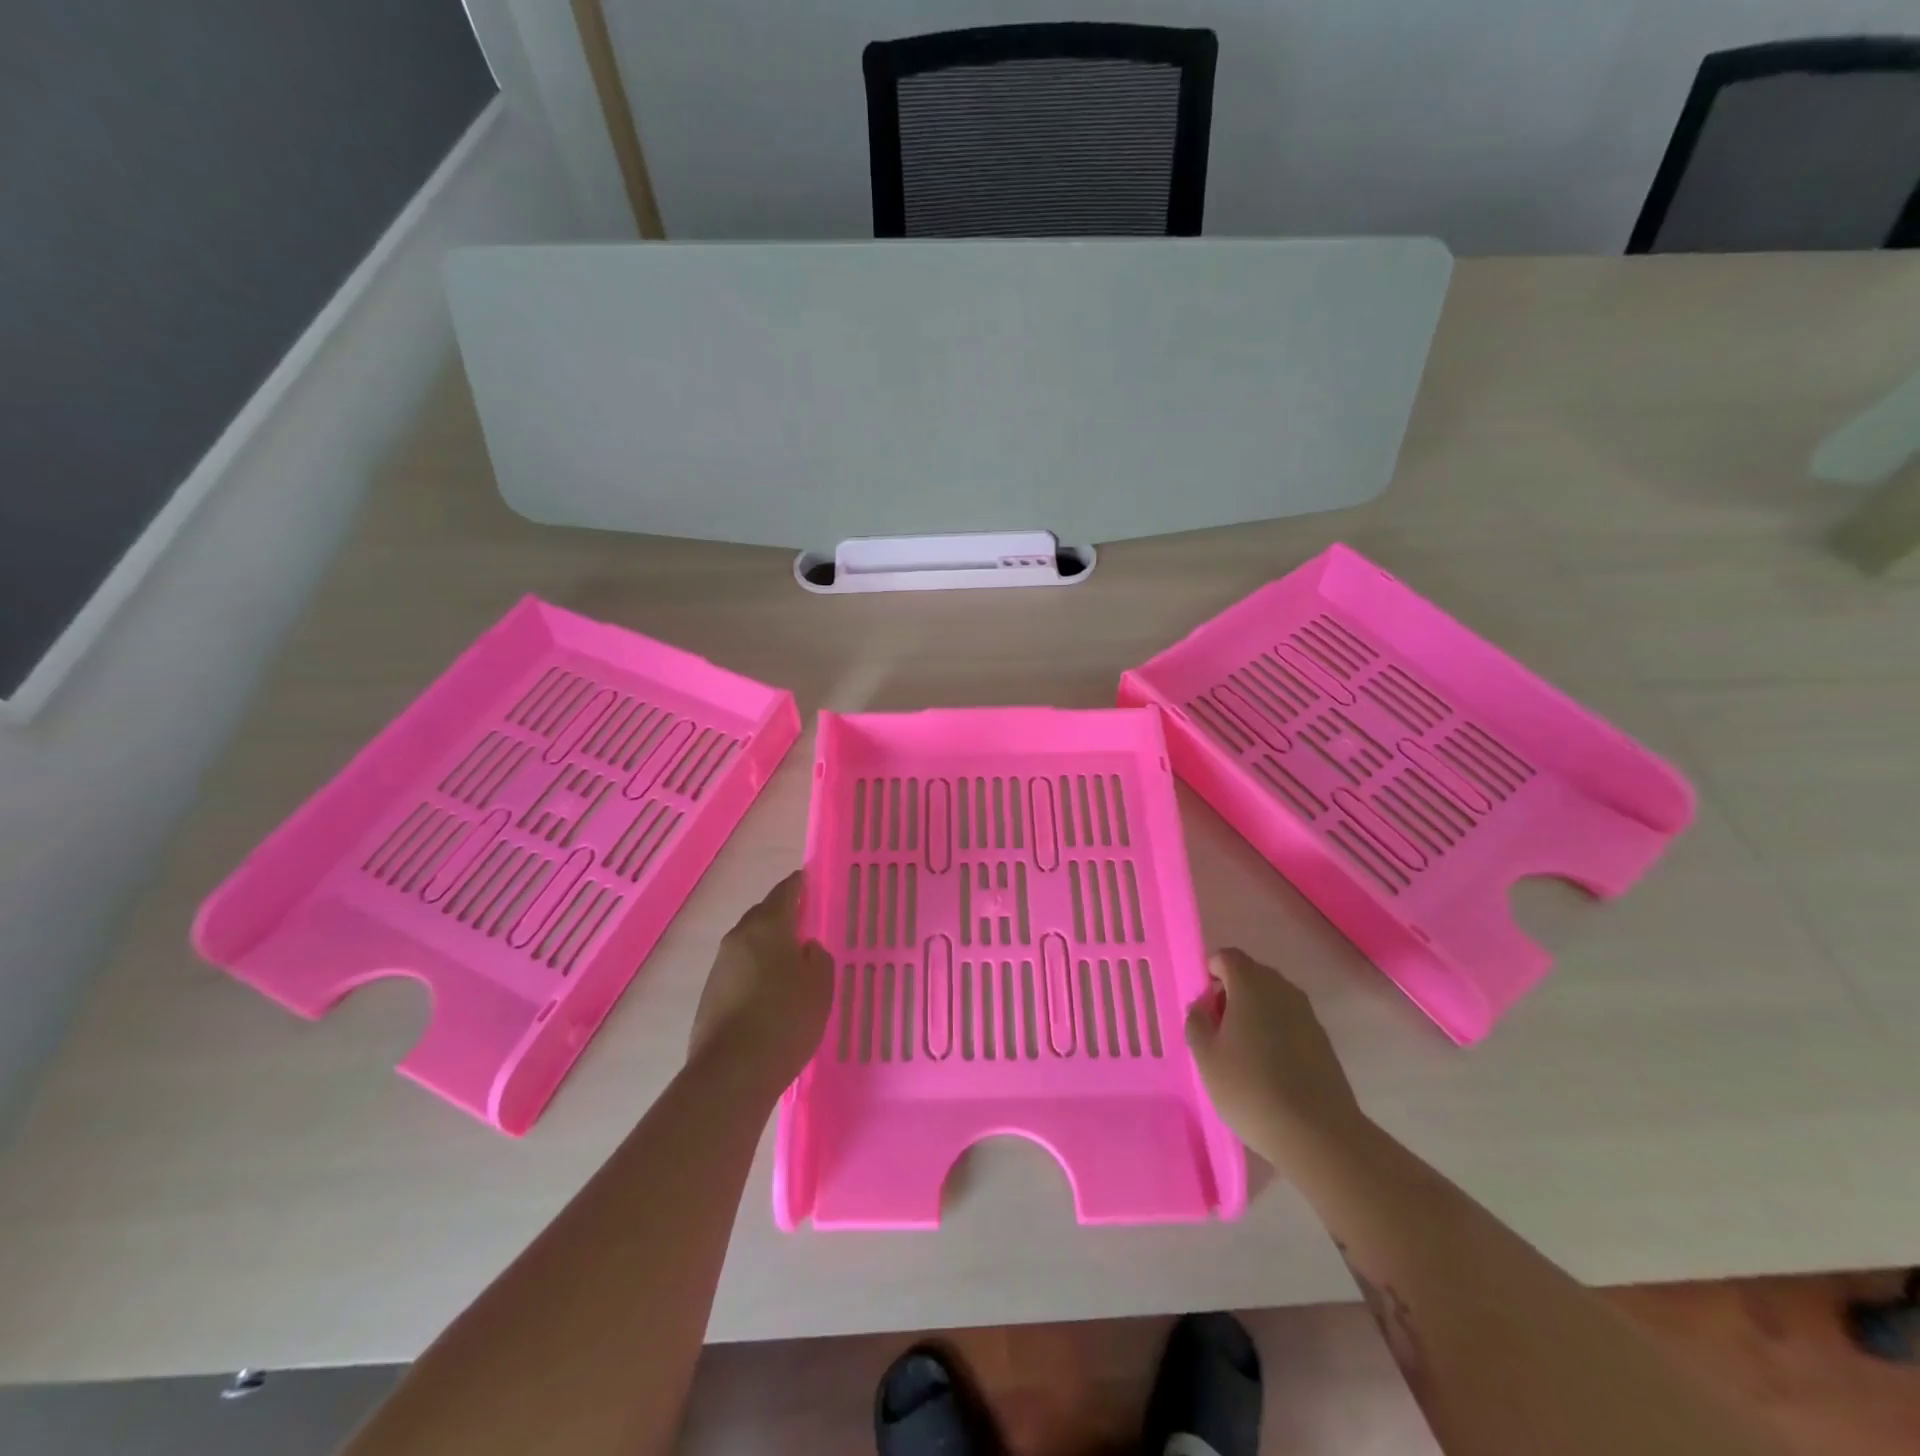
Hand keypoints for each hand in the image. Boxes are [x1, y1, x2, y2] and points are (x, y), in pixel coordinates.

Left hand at [689, 871, 833, 1089]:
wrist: (732, 1073)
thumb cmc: (785, 1019)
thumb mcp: (820, 986)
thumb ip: (818, 959)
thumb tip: (805, 949)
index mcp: (767, 926)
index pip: (786, 891)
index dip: (800, 884)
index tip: (811, 880)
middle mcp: (739, 938)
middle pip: (764, 915)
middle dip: (783, 914)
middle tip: (806, 922)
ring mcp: (720, 967)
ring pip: (750, 943)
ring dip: (768, 945)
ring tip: (792, 961)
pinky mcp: (710, 995)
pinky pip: (739, 969)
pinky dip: (756, 970)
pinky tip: (771, 991)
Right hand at [1185, 948, 1367, 1162]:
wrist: (1319, 1134)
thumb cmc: (1250, 1088)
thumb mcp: (1206, 1057)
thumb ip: (1197, 1021)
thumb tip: (1204, 1006)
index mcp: (1251, 984)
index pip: (1227, 957)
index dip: (1211, 974)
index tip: (1204, 1007)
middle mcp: (1282, 989)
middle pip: (1251, 975)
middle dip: (1232, 994)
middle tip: (1219, 1032)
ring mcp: (1307, 1014)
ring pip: (1272, 999)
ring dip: (1255, 1014)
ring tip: (1243, 1054)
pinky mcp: (1323, 1040)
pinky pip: (1290, 1022)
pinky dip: (1275, 1033)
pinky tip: (1270, 1070)